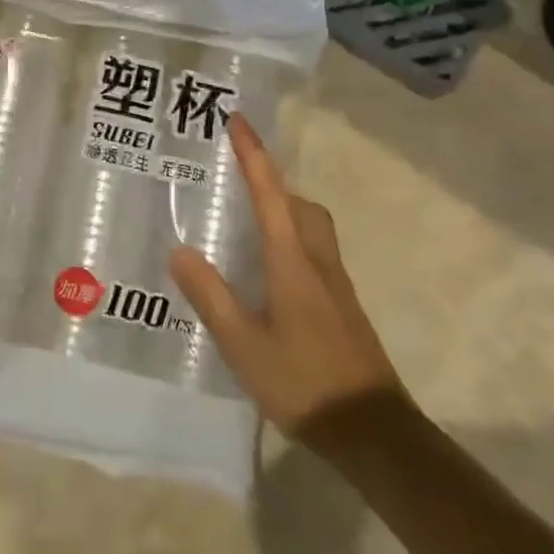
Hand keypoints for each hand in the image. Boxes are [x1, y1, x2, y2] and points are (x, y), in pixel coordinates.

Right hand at [170, 114, 404, 436]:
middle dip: (272, 182)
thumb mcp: (244, 344)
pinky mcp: (343, 307)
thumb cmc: (304, 382)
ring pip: (312, 227)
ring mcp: (335, 284)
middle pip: (300, 204)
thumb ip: (211, 296)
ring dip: (284, 210)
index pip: (270, 193)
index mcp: (292, 260)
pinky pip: (315, 253)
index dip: (253, 154)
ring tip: (249, 222)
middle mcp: (318, 261)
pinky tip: (270, 274)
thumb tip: (180, 250)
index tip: (238, 120)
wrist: (373, 433)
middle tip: (239, 180)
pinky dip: (292, 241)